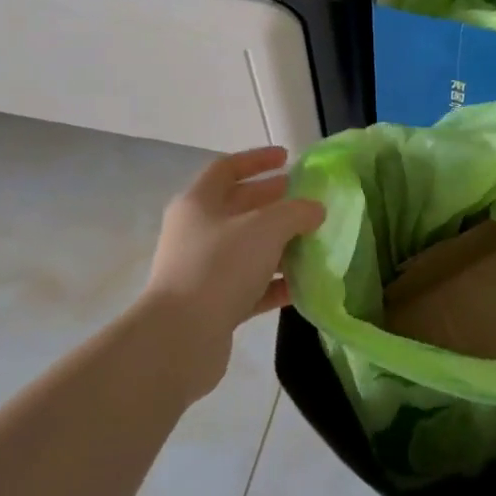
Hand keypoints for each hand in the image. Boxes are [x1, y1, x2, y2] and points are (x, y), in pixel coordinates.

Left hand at [140, 147, 323, 400]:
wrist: (181, 337)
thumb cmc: (221, 266)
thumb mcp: (267, 227)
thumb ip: (297, 212)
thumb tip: (315, 210)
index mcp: (199, 203)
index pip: (227, 168)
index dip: (257, 160)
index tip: (288, 158)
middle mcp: (196, 232)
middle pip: (239, 207)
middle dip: (274, 201)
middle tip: (307, 199)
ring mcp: (202, 269)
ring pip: (247, 248)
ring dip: (279, 243)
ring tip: (313, 241)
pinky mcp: (212, 304)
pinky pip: (250, 285)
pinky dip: (275, 282)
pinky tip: (303, 284)